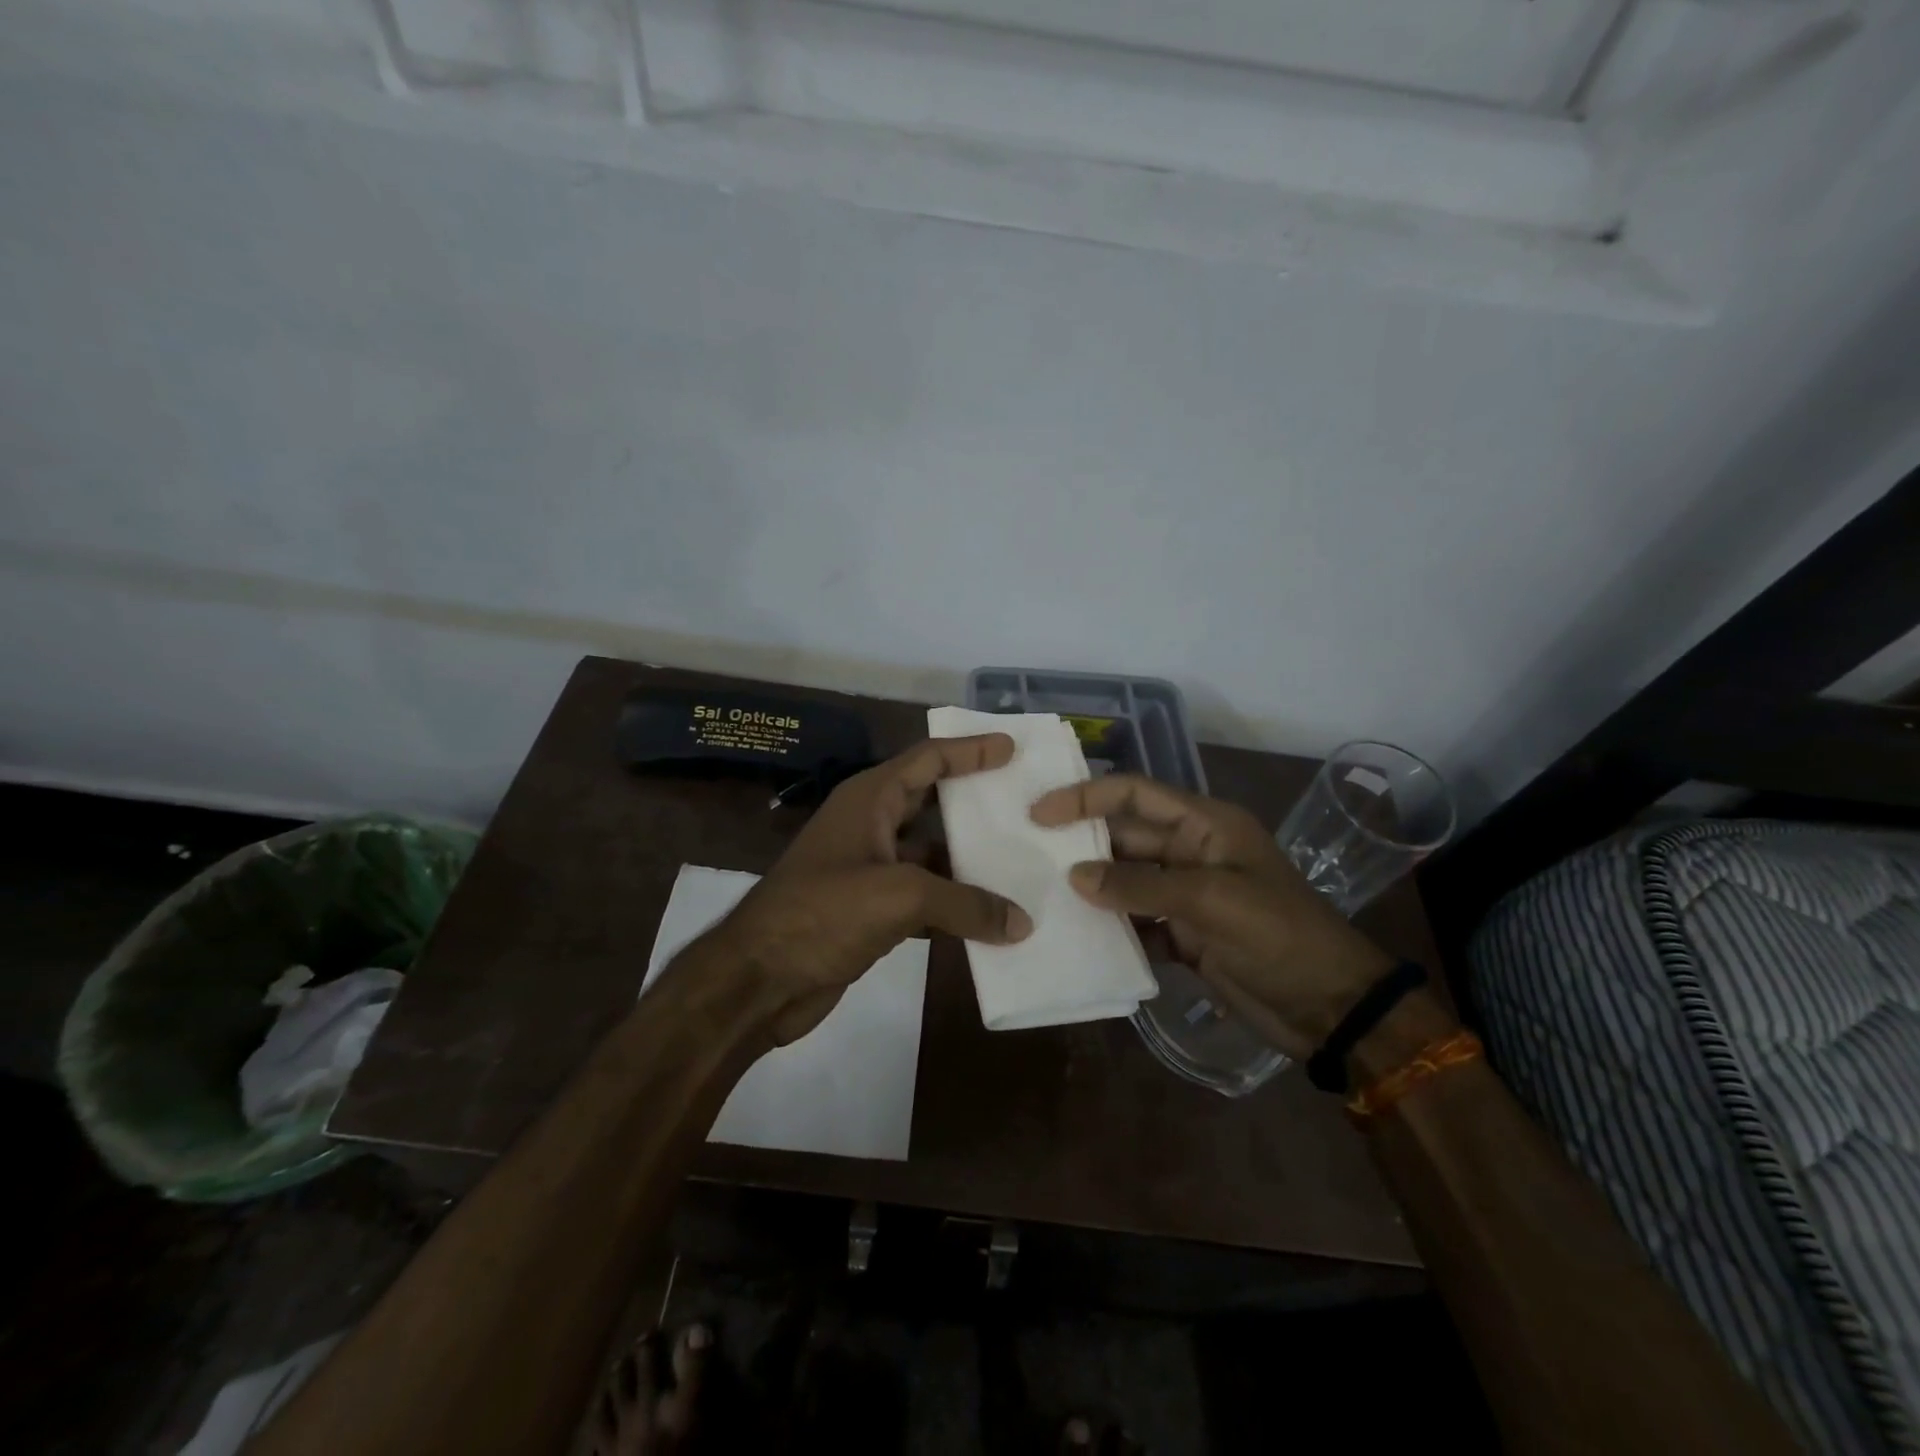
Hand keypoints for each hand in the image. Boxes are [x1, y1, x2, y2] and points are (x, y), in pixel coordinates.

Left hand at [703, 734, 1033, 1044]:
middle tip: (1023, 805)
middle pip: (931, 803)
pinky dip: (953, 905)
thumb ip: (965, 903)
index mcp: (869, 799)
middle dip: (974, 803)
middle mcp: (869, 826)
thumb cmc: (823, 913)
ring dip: (969, 863)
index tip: (1010, 748)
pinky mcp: (869, 911)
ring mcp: (868, 869)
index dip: (969, 750)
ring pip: (930, 855)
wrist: (758, 980)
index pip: (927, 759)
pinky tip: (990, 920)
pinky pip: (923, 897)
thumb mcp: (899, 896)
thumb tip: (1020, 922)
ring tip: (1022, 866)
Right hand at [1029, 774, 1400, 1059]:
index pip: (1137, 793)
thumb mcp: (1212, 901)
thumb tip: (1075, 876)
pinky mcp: (1186, 935)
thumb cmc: (1280, 936)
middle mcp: (1192, 852)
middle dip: (1082, 845)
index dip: (1088, 796)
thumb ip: (1140, 885)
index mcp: (1206, 825)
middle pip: (1126, 838)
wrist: (1332, 1008)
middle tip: (1027, 856)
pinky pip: (1137, 924)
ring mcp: (1188, 896)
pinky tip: (1078, 938)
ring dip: (1092, 889)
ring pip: (1126, 881)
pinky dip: (1112, 930)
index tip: (1040, 812)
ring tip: (1040, 895)